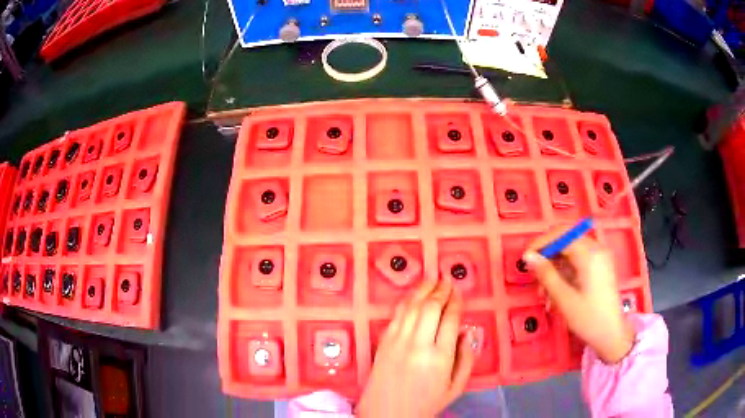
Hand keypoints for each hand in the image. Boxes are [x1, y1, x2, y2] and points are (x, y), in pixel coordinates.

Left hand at [356, 275, 474, 416]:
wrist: (386, 413)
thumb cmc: (425, 404)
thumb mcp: (455, 388)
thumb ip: (466, 359)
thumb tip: (466, 333)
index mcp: (440, 357)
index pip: (450, 319)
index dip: (456, 302)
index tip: (459, 292)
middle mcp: (418, 344)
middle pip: (430, 307)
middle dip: (441, 290)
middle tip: (447, 281)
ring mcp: (397, 341)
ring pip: (412, 307)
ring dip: (423, 290)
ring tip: (432, 280)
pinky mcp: (383, 342)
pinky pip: (396, 315)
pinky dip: (406, 301)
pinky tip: (413, 296)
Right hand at [523, 229, 634, 363]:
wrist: (611, 334)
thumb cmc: (588, 318)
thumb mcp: (564, 298)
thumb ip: (546, 274)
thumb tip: (528, 256)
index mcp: (590, 254)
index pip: (561, 235)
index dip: (541, 243)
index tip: (525, 259)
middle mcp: (596, 249)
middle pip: (566, 239)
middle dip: (548, 255)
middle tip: (534, 274)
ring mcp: (600, 256)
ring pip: (571, 250)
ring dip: (555, 266)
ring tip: (544, 291)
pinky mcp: (600, 266)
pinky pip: (578, 259)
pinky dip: (565, 271)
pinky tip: (556, 290)